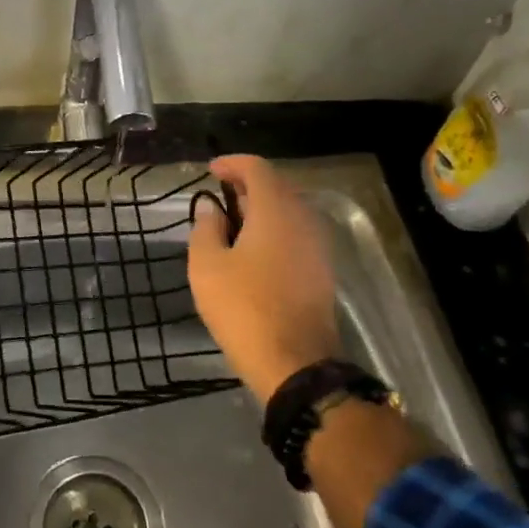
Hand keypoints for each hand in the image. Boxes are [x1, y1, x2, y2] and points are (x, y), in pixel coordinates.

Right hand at [188, 154, 341, 400]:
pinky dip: (274, 230)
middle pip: (277, 187)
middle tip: (220, 196)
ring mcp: (318, 246)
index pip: (257, 168)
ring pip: (289, 212)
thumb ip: (206, 228)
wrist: (294, 363)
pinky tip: (253, 250)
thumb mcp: (207, 266)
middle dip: (248, 185)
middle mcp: (304, 220)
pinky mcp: (322, 271)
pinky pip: (296, 234)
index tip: (211, 171)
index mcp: (276, 211)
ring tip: (233, 223)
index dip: (233, 164)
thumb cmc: (243, 308)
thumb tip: (212, 208)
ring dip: (262, 209)